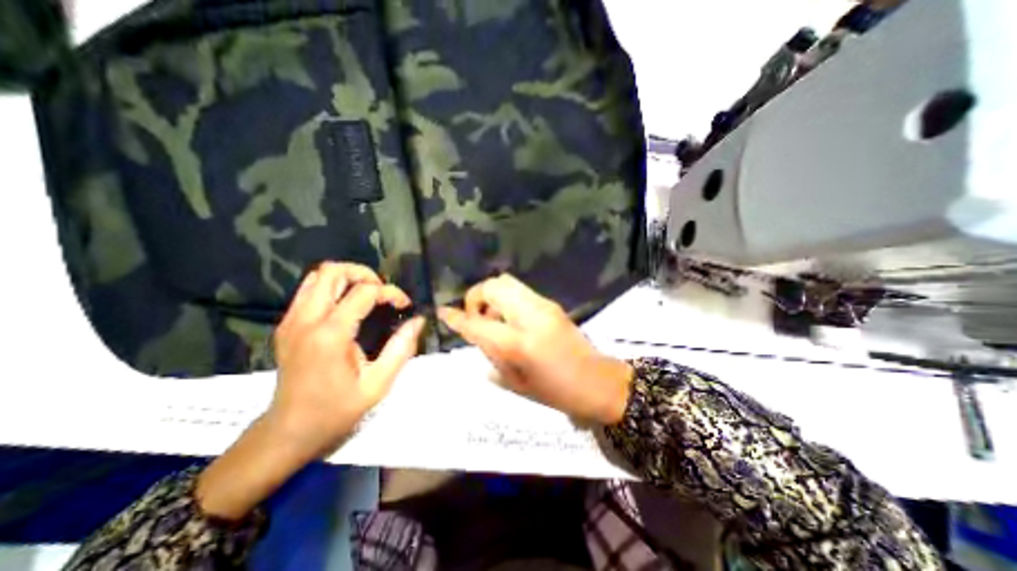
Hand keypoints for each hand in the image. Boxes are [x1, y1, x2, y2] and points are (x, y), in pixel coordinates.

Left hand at [270, 264, 426, 458]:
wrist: (289, 431)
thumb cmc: (337, 410)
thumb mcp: (378, 384)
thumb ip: (401, 348)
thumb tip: (418, 321)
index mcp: (330, 335)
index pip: (364, 292)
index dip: (391, 292)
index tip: (404, 306)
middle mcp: (306, 320)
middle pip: (333, 271)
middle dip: (365, 274)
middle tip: (383, 292)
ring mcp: (291, 320)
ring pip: (317, 276)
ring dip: (347, 278)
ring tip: (367, 295)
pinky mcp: (286, 325)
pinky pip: (309, 290)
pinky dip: (331, 288)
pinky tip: (347, 306)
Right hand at [439, 275, 633, 425]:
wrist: (597, 381)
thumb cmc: (557, 392)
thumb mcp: (518, 383)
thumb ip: (492, 357)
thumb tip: (475, 338)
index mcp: (520, 343)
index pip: (479, 323)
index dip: (457, 318)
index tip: (443, 313)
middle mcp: (530, 315)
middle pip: (493, 286)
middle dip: (476, 297)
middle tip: (476, 318)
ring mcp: (543, 304)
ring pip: (506, 282)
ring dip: (492, 296)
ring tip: (494, 320)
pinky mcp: (551, 303)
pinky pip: (520, 290)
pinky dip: (506, 299)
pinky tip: (510, 320)